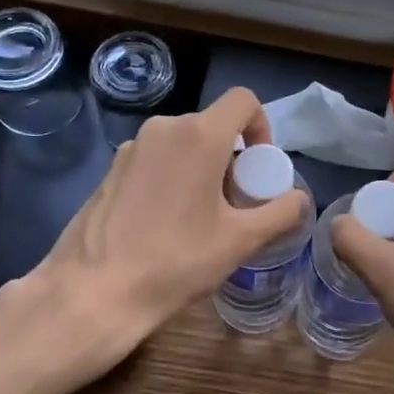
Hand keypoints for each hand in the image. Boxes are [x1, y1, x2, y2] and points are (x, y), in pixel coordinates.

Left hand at [30, 87, 310, 385]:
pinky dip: (172, 178)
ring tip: (201, 219)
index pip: (243, 101)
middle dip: (232, 158)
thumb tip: (300, 199)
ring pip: (182, 144)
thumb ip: (281, 213)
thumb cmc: (176, 261)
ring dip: (202, 169)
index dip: (261, 127)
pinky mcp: (110, 170)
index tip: (259, 168)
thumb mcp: (241, 241)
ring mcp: (132, 148)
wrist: (94, 292)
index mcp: (199, 135)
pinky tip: (165, 225)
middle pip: (212, 126)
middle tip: (235, 204)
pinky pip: (155, 160)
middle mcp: (164, 128)